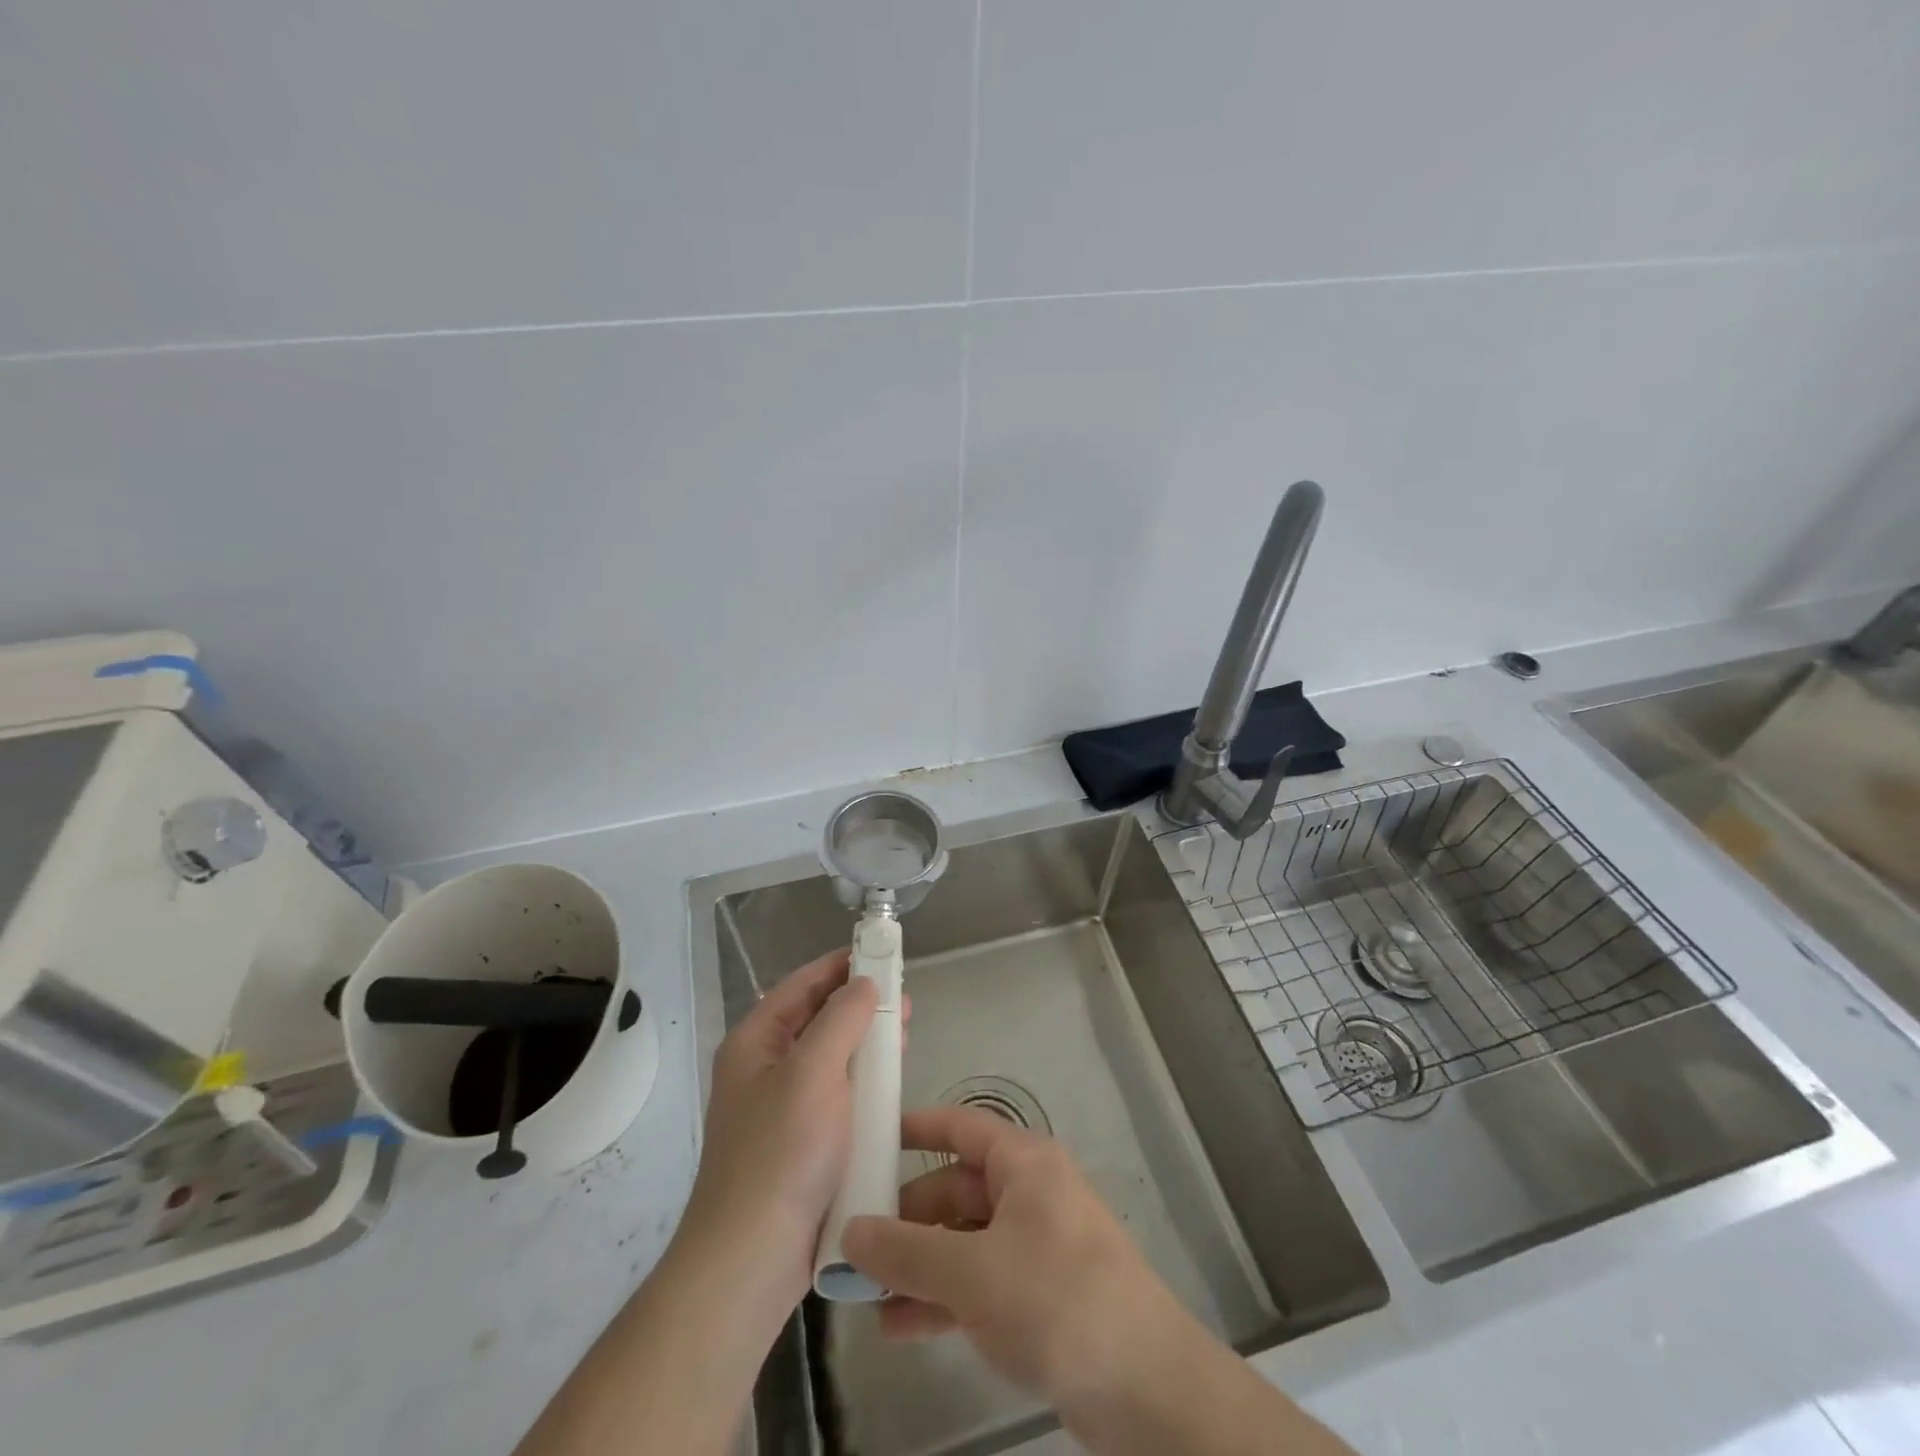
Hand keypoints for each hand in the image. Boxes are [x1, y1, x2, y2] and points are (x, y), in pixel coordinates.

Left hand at [680, 947, 877, 1313]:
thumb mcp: (813, 1072)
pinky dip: (864, 1084)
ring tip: (905, 1036)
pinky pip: (837, 1096)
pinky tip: (890, 1086)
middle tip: (904, 1000)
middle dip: (860, 1006)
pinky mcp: (802, 1143)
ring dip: (866, 1045)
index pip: (800, 986)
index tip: (879, 952)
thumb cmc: (781, 1153)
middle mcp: (764, 1069)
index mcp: (754, 1043)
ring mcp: (782, 1108)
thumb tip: (864, 983)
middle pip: (817, 1020)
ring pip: (831, 1059)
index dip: (838, 965)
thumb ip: (841, 1019)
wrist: (752, 1260)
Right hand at [841, 1105, 1191, 1412]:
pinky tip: (899, 1326)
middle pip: (954, 1189)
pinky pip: (978, 1282)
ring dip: (917, 1265)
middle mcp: (1028, 1193)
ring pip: (962, 1241)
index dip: (914, 1128)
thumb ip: (907, 1252)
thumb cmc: (1058, 1299)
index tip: (867, 1140)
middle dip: (905, 1219)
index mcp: (1022, 1162)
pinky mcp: (1038, 1295)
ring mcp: (1034, 1245)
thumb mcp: (973, 1274)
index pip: (959, 1126)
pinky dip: (941, 1298)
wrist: (1148, 1388)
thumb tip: (850, 1231)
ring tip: (864, 1295)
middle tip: (853, 1247)